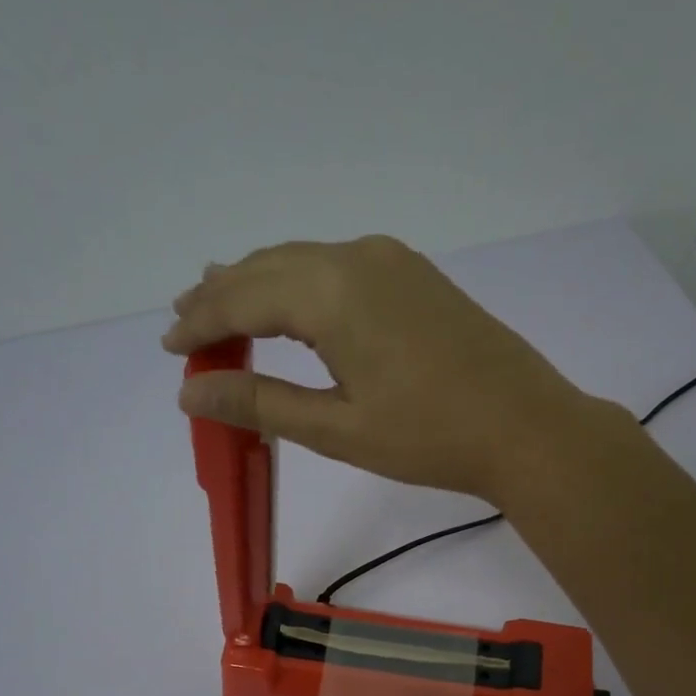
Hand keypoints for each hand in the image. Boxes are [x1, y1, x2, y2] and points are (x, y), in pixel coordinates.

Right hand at [165, 236, 597, 503]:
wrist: (526, 427)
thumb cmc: (430, 437)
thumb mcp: (337, 429)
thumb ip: (261, 403)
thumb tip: (192, 391)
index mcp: (332, 291)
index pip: (242, 296)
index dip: (200, 322)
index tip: (169, 346)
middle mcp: (357, 257)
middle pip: (269, 268)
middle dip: (222, 296)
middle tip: (186, 324)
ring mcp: (392, 261)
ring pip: (304, 263)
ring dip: (260, 286)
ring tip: (223, 309)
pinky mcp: (415, 277)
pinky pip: (337, 269)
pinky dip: (301, 287)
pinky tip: (291, 307)